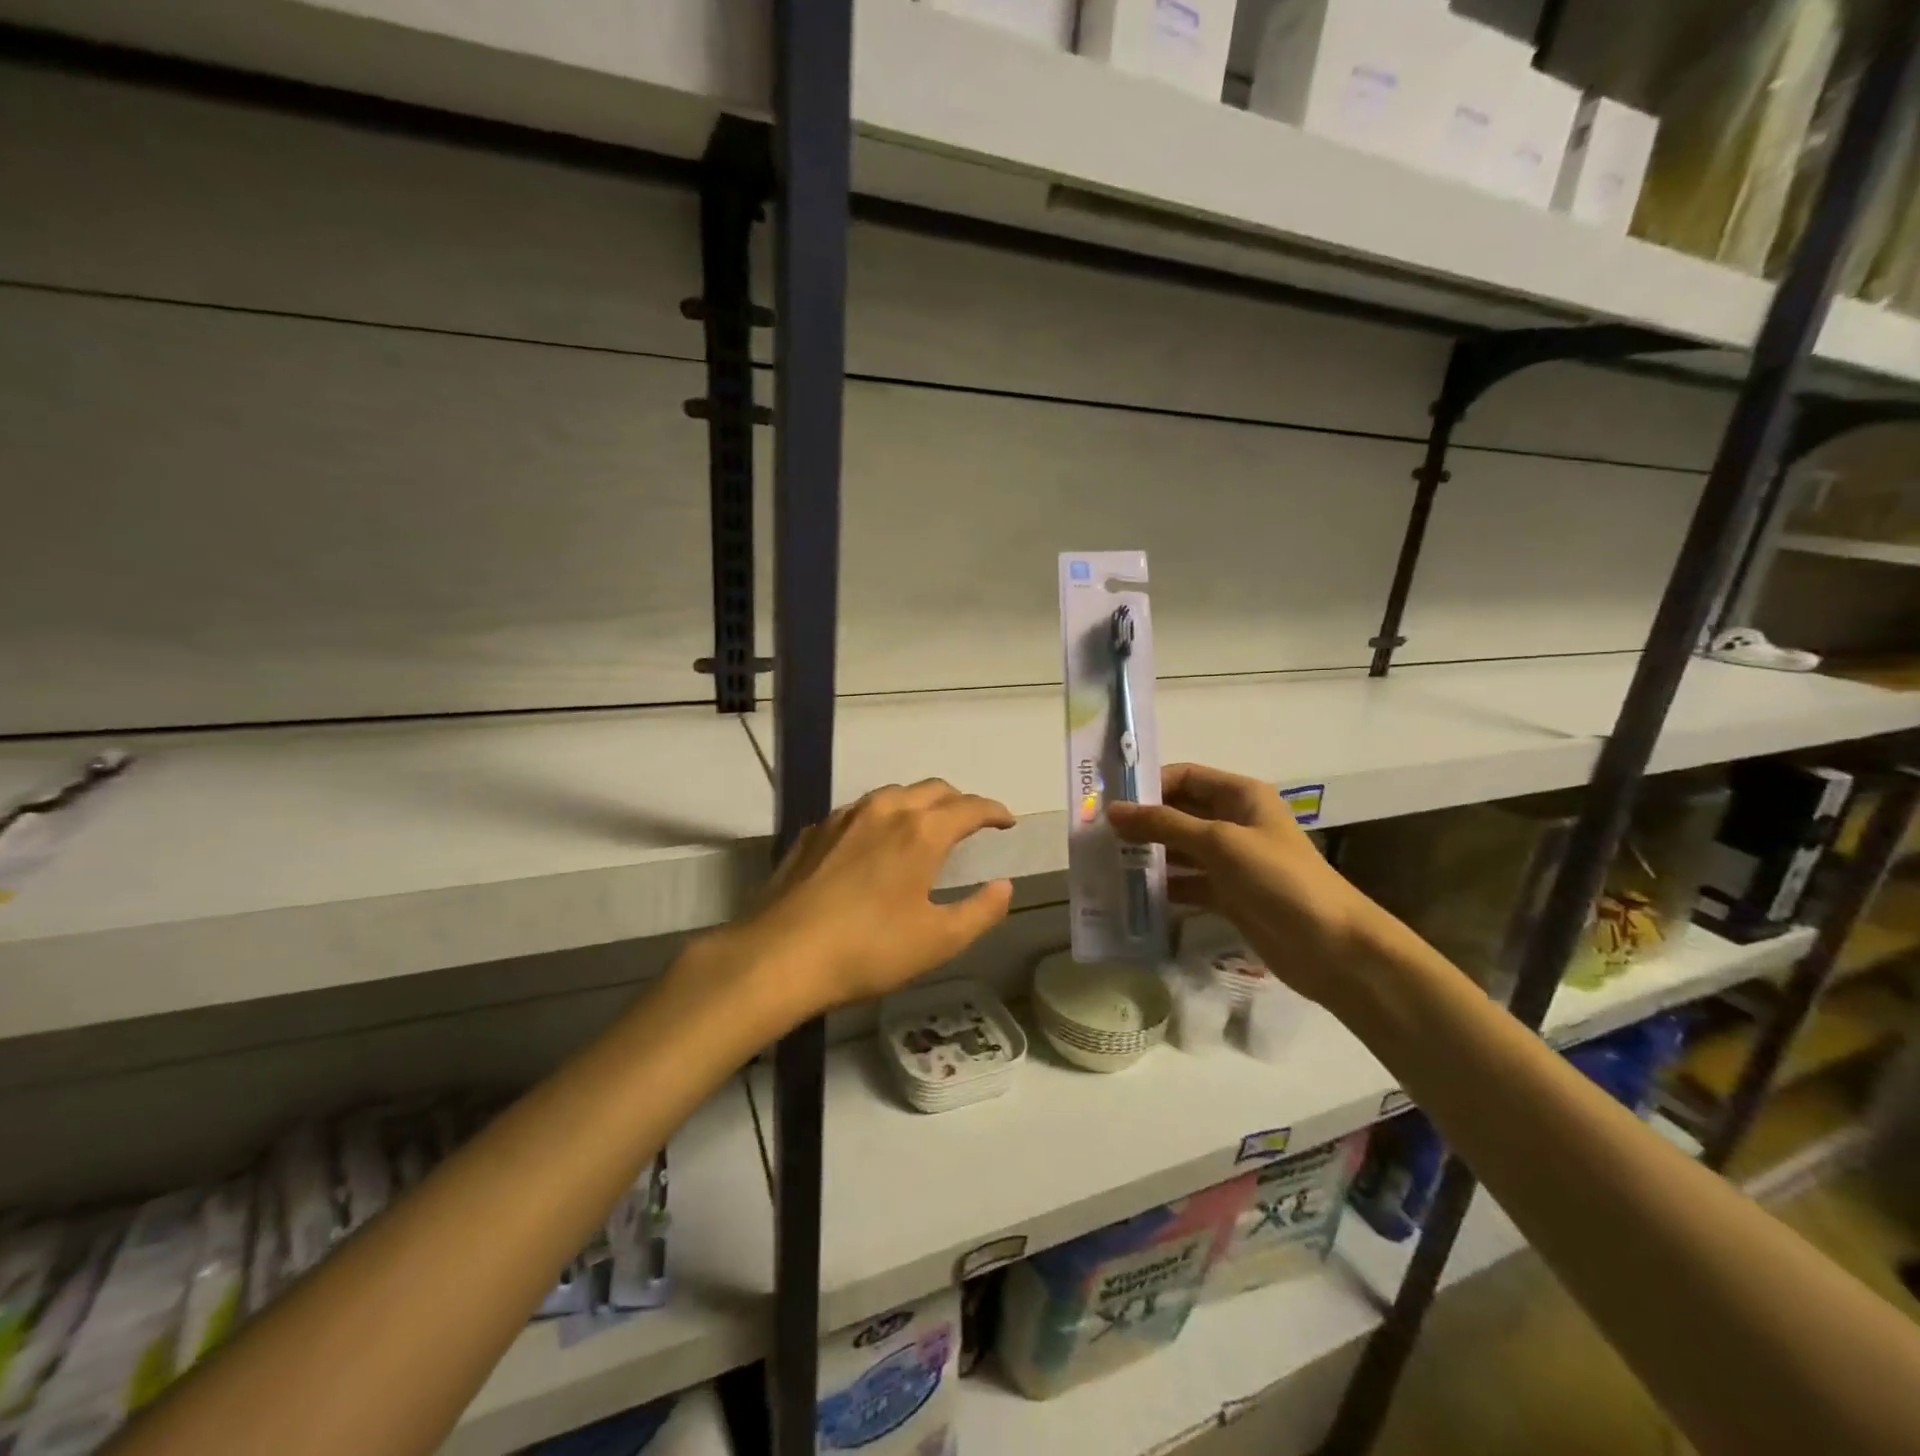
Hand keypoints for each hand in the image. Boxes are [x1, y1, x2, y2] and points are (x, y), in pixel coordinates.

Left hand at [722, 779, 1015, 1019]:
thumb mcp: (938, 941)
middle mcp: (885, 810)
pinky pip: (859, 811)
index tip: (1007, 821)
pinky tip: (875, 842)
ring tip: (926, 826)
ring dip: (919, 803)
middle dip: (959, 801)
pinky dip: (882, 817)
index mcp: (921, 831)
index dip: (994, 811)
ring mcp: (844, 817)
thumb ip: (980, 911)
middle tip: (972, 822)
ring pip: (893, 794)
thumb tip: (1004, 886)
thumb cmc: (868, 950)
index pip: (970, 807)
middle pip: (933, 789)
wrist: (780, 955)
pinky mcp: (814, 831)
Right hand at [1108, 763, 1383, 1008]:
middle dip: (1143, 823)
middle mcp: (1234, 822)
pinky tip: (1133, 896)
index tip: (1110, 804)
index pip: (1184, 777)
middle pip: (1179, 813)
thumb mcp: (1219, 843)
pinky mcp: (1229, 895)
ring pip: (1180, 850)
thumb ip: (1164, 825)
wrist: (1333, 947)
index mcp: (1240, 796)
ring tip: (1107, 865)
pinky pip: (1187, 883)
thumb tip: (1113, 810)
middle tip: (1098, 837)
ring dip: (1148, 856)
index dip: (1149, 786)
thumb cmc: (1279, 879)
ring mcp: (1232, 861)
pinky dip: (1164, 888)